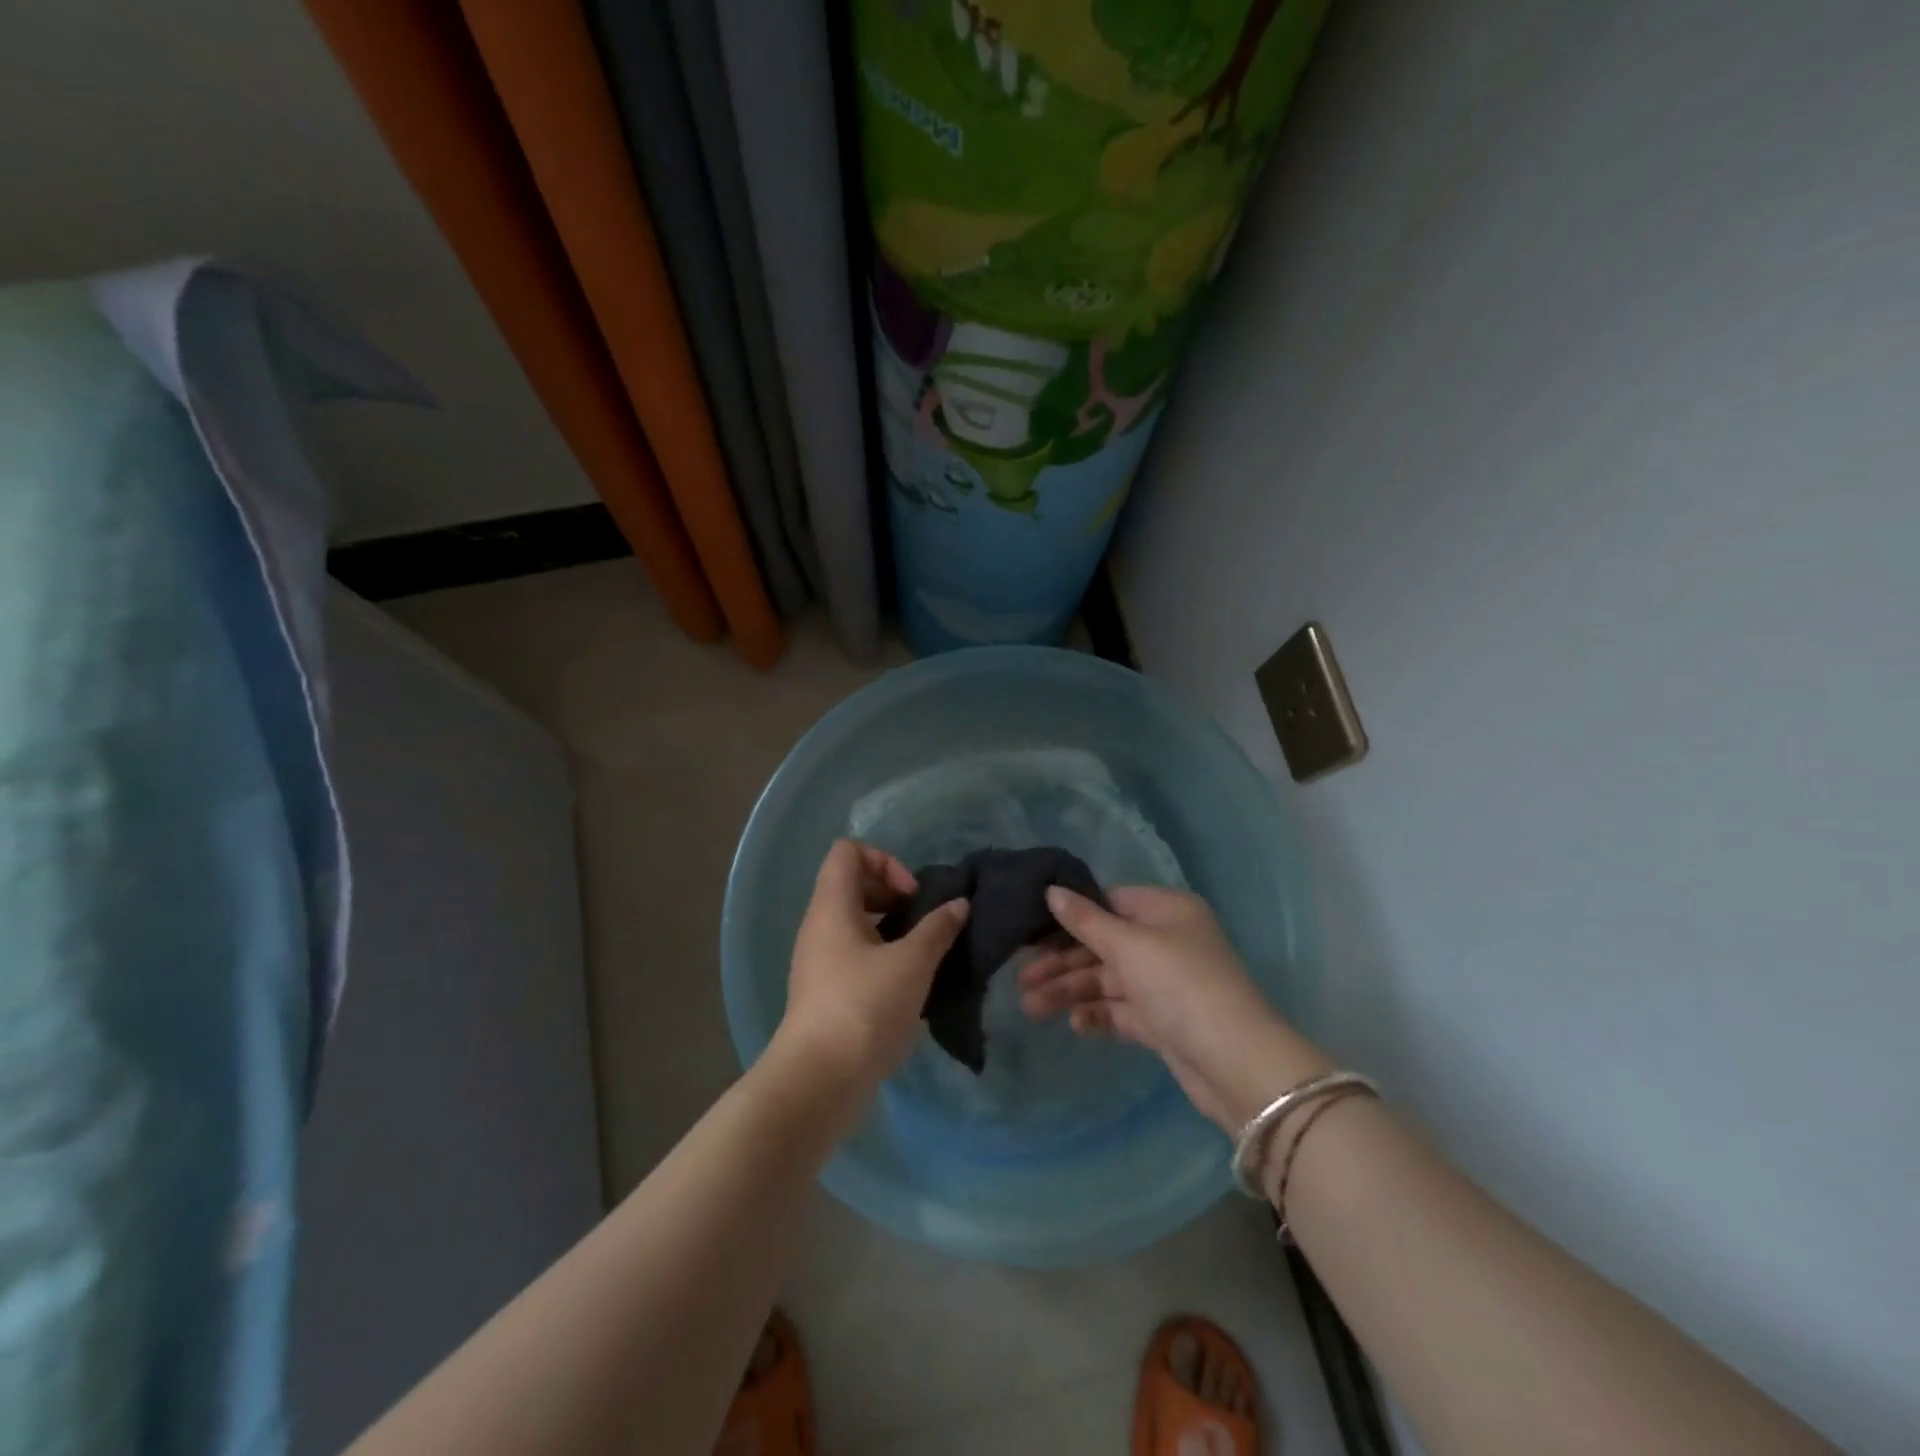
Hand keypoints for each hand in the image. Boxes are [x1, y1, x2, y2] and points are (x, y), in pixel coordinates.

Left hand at [776, 839, 967, 1090]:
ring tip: (924, 953)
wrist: (819, 1081)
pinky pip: (856, 955)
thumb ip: (938, 928)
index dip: (884, 861)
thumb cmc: (864, 1007)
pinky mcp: (827, 992)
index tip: (912, 895)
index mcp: (832, 906)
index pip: (848, 851)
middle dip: (894, 894)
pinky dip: (884, 958)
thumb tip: (959, 904)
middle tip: (923, 923)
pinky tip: (910, 985)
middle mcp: (820, 926)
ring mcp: (820, 961)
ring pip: (857, 923)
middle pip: (853, 884)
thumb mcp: (912, 963)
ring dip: (893, 929)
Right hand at [1020, 885, 1327, 1131]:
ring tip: (1031, 1008)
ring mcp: (1165, 983)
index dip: (1070, 914)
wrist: (1236, 1064)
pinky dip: (1097, 1014)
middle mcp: (1166, 941)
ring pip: (1107, 980)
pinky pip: (1121, 1010)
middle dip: (1062, 962)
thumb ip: (1086, 921)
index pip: (1109, 902)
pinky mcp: (1163, 1022)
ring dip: (1070, 992)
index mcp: (1166, 910)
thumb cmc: (1180, 986)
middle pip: (1103, 944)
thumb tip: (1050, 890)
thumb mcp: (1129, 946)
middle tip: (1021, 978)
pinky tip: (1074, 1024)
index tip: (1030, 927)